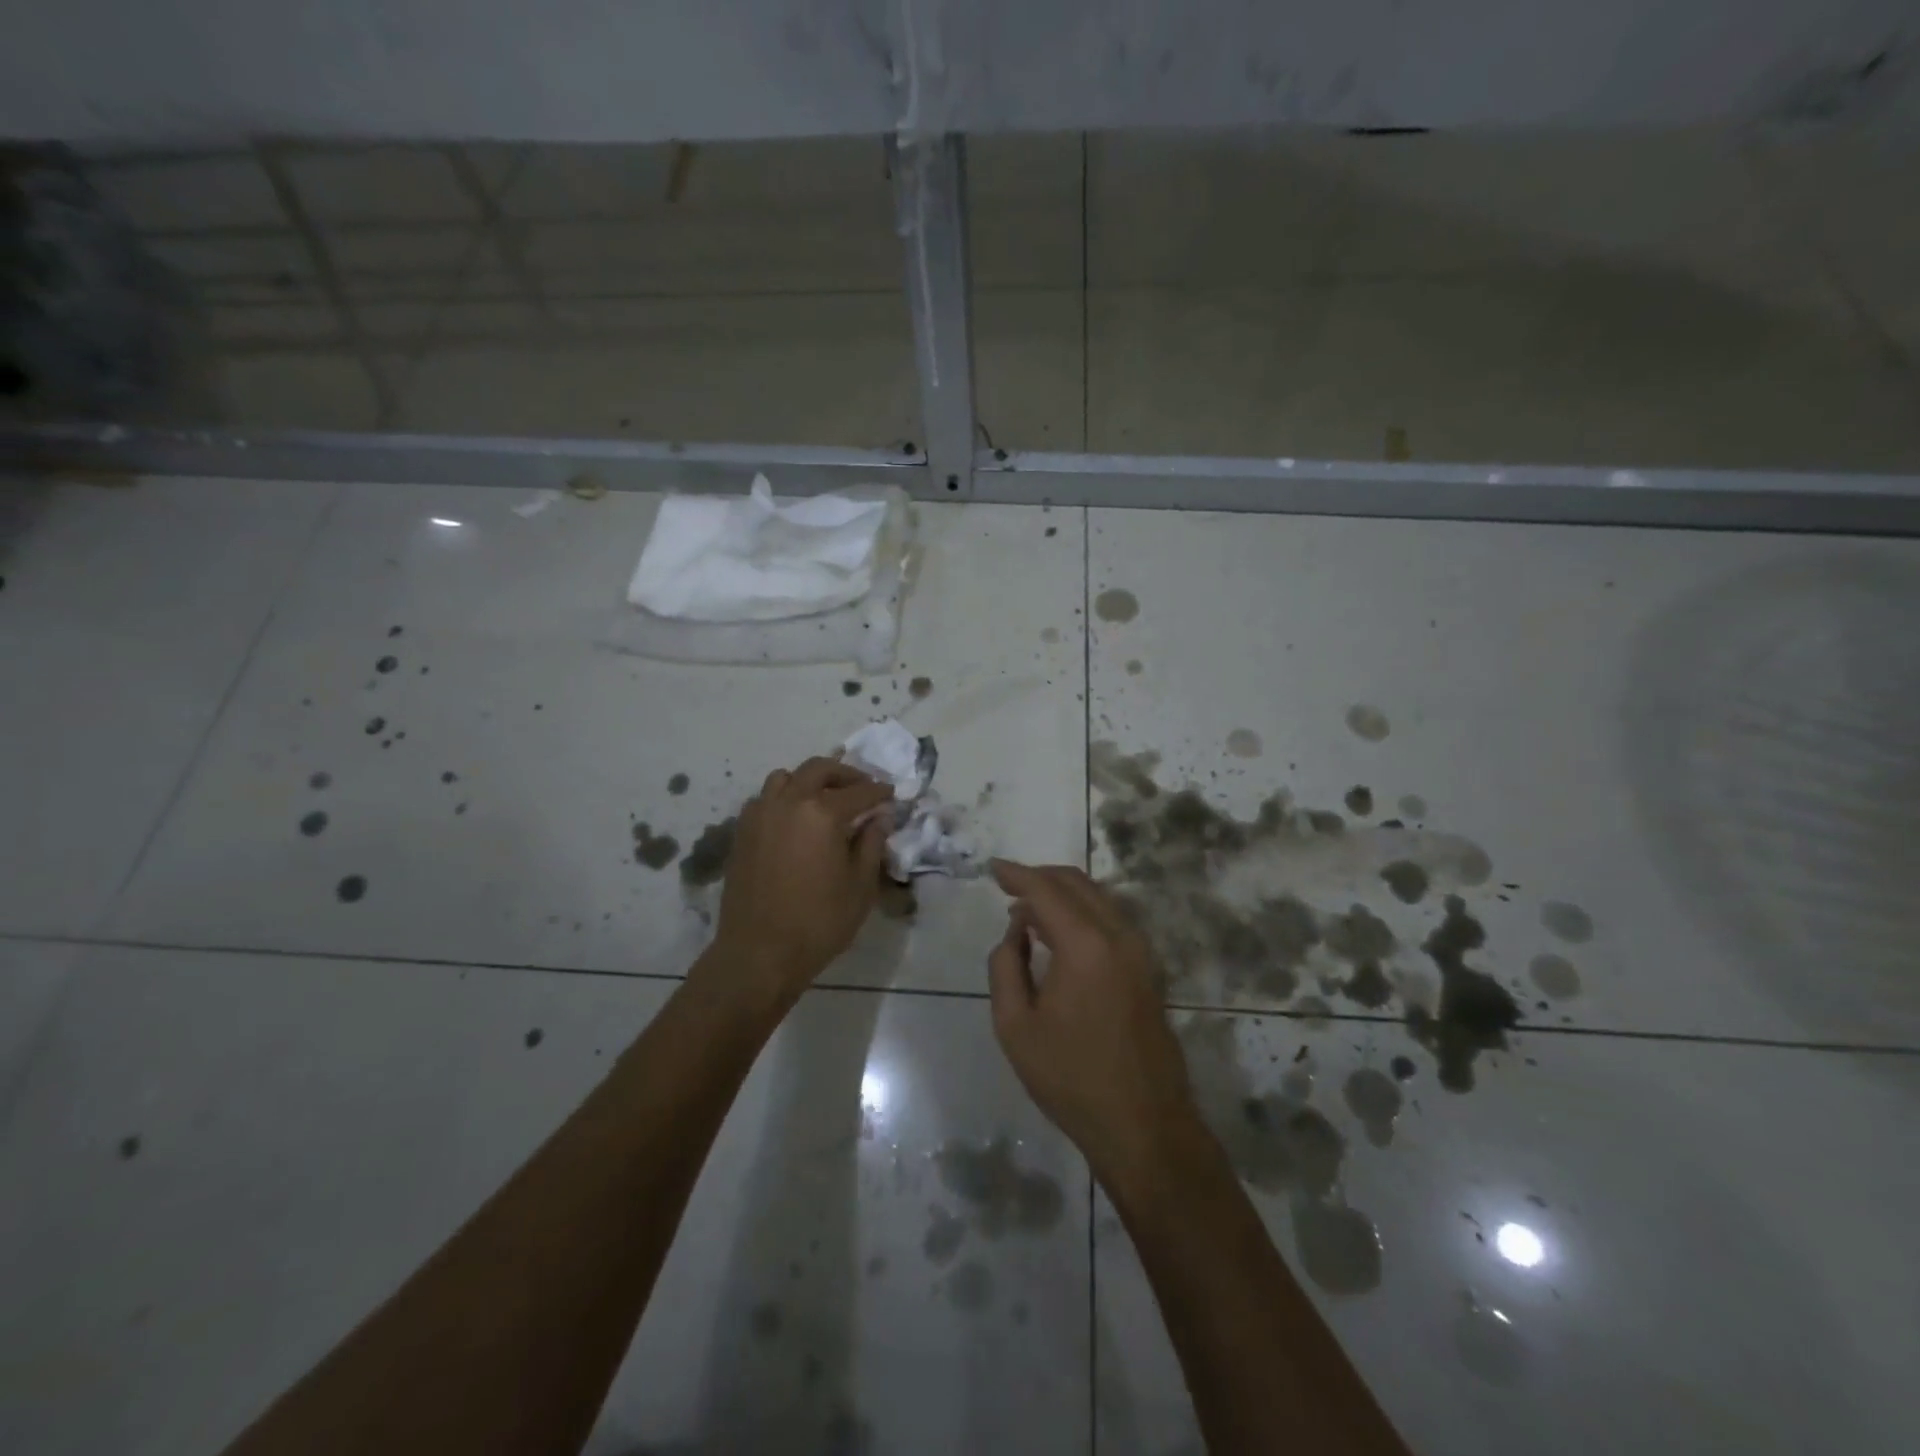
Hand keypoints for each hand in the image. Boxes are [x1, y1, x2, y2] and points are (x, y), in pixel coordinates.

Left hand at [699, 757, 891, 1012]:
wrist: (759, 953)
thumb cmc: (819, 922)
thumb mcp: (860, 886)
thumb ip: (871, 844)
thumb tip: (880, 818)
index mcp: (822, 813)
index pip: (859, 791)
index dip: (880, 792)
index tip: (891, 795)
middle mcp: (788, 802)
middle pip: (819, 769)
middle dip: (845, 774)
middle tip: (862, 788)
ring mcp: (760, 814)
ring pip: (785, 777)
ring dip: (809, 780)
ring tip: (825, 799)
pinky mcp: (742, 831)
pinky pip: (765, 798)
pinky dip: (784, 797)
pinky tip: (795, 820)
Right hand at [986, 860, 1198, 1182]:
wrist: (1144, 1125)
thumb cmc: (1070, 1078)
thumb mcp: (1015, 1025)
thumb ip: (1006, 965)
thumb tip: (1017, 929)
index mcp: (1085, 944)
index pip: (1046, 890)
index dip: (1017, 874)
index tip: (992, 868)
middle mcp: (1119, 935)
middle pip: (1077, 884)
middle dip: (1040, 877)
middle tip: (1008, 886)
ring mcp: (1141, 951)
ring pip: (1099, 898)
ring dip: (1063, 894)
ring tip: (1028, 911)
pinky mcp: (1149, 969)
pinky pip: (1112, 920)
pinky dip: (1083, 912)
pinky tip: (1061, 933)